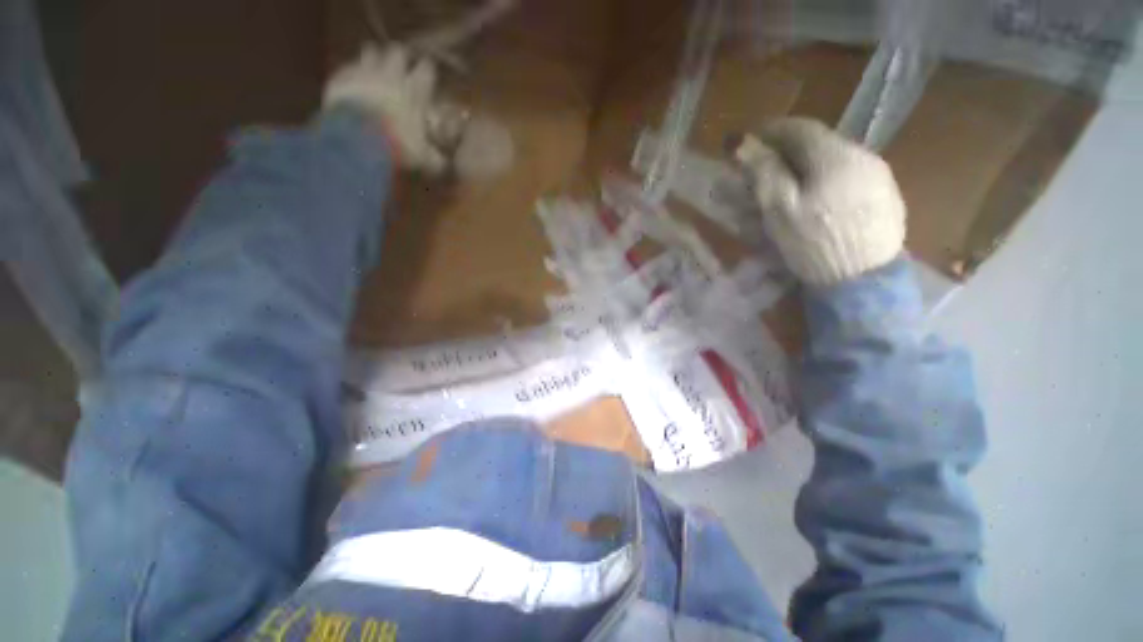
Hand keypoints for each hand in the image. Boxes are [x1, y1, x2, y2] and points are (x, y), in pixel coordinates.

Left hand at [324, 45, 448, 173]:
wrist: (356, 142)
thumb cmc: (398, 146)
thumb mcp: (425, 158)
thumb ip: (436, 158)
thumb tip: (444, 164)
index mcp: (415, 90)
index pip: (427, 68)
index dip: (428, 70)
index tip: (428, 76)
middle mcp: (391, 74)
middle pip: (398, 51)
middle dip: (400, 57)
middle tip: (402, 68)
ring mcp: (364, 72)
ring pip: (371, 51)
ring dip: (375, 58)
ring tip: (376, 69)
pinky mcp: (341, 78)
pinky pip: (348, 67)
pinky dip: (352, 73)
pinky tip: (353, 84)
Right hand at [734, 118, 905, 285]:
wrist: (863, 279)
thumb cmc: (813, 243)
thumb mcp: (780, 209)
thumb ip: (765, 172)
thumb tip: (744, 143)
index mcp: (834, 155)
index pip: (799, 128)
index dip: (771, 131)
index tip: (750, 141)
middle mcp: (861, 154)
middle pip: (818, 142)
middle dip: (787, 151)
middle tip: (765, 168)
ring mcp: (878, 174)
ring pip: (834, 159)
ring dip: (807, 165)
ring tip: (788, 187)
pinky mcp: (885, 194)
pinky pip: (849, 175)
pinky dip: (826, 179)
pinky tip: (817, 199)